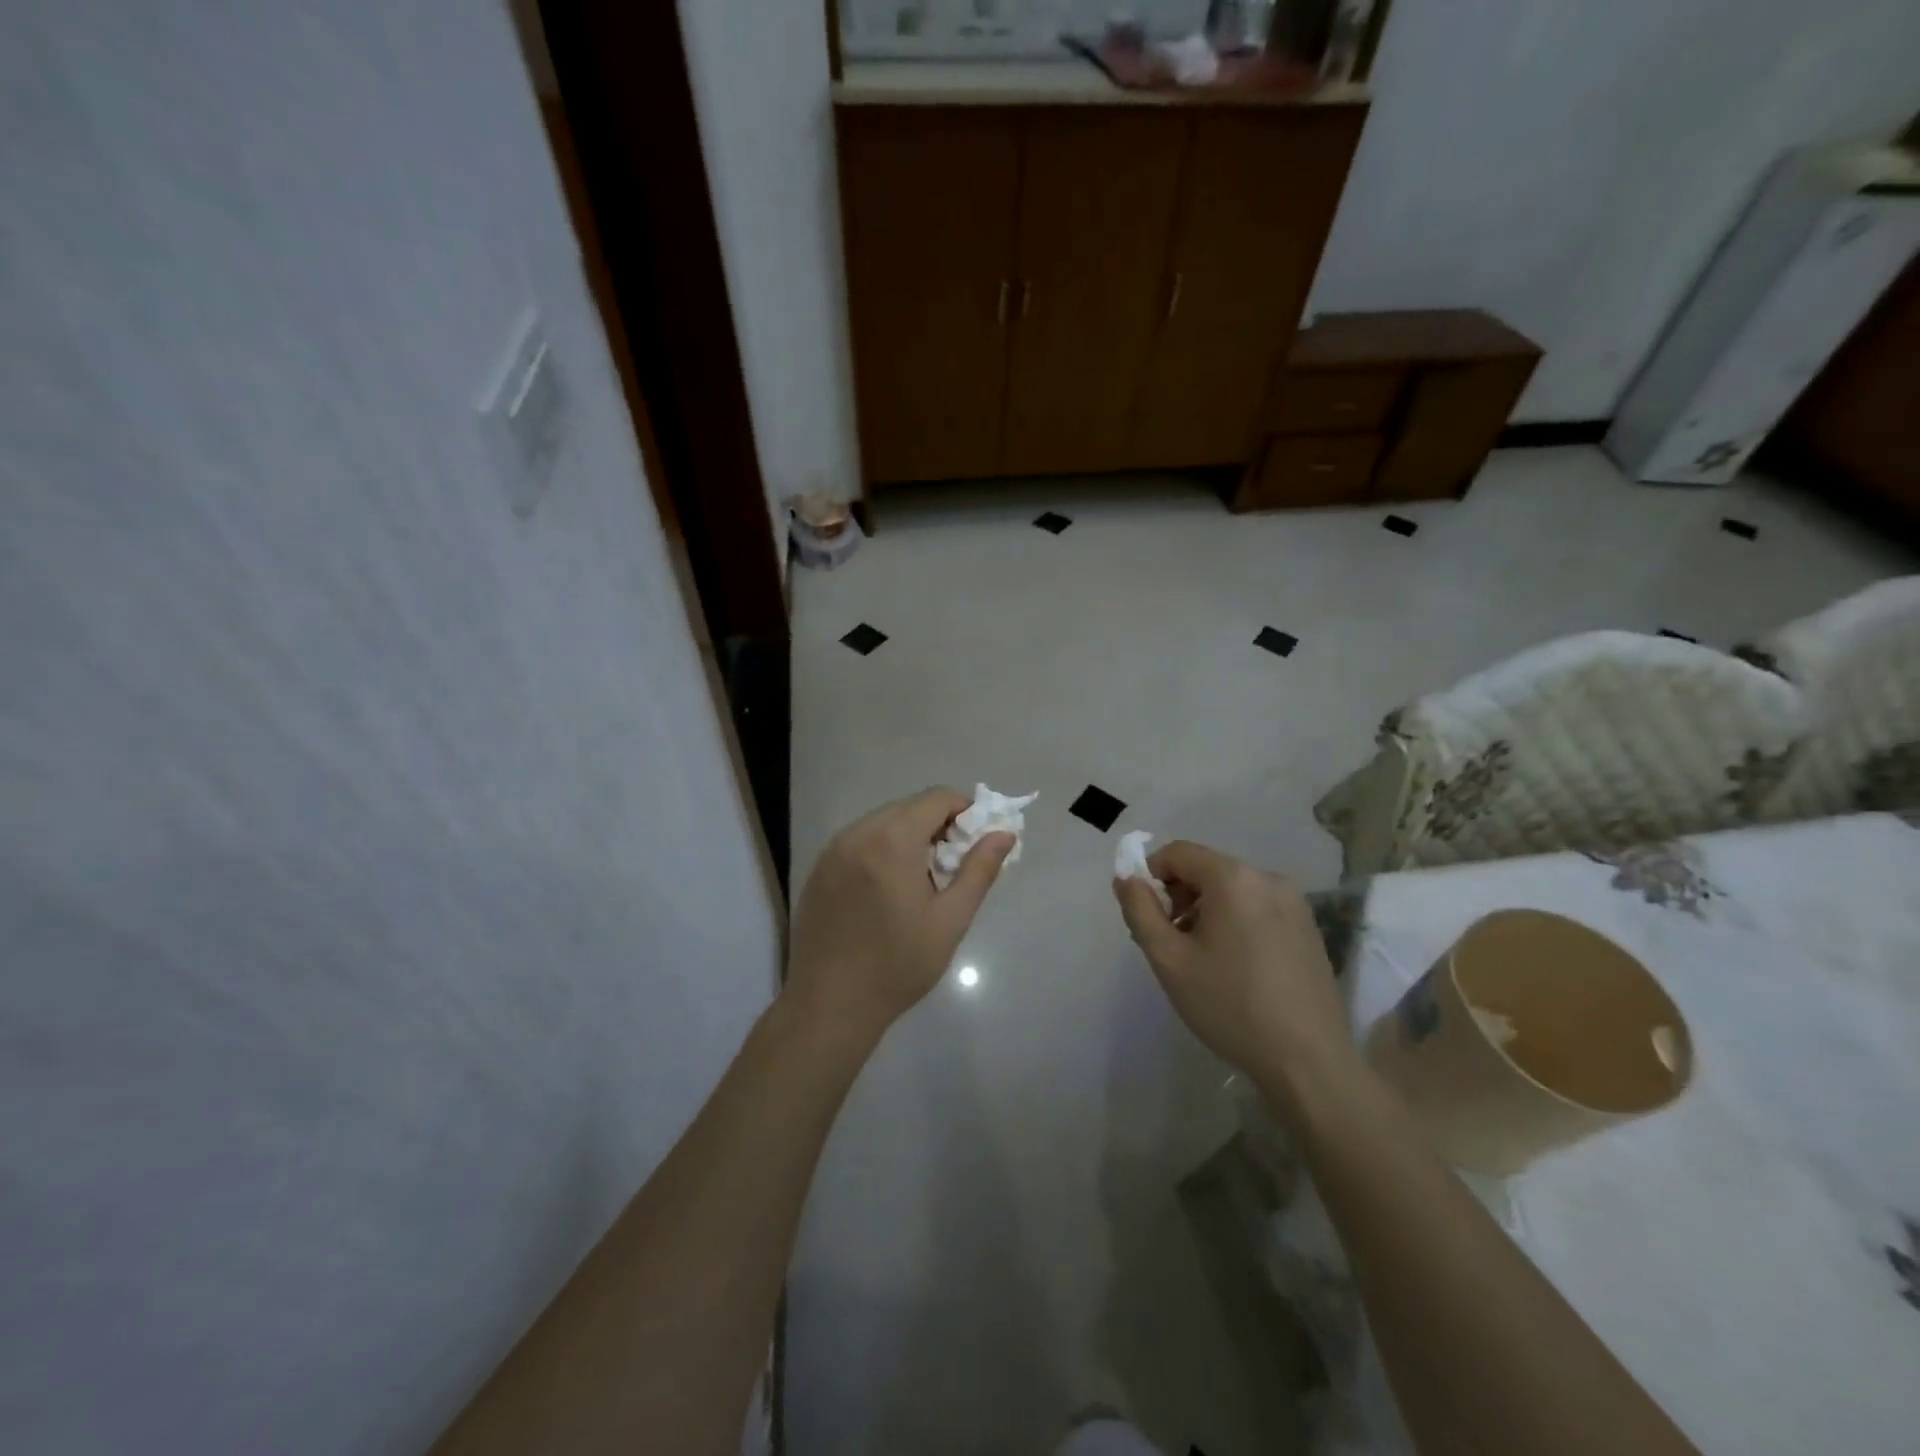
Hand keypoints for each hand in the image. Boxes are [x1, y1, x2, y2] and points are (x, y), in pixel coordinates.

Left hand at [786, 788, 1013, 1045]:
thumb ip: (979, 870)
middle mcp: (858, 833)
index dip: (965, 809)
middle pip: (908, 806)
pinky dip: (882, 847)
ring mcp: (833, 849)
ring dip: (910, 834)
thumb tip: (1003, 834)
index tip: (978, 839)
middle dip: (938, 822)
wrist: (829, 1005)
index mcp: (892, 841)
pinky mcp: (819, 868)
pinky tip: (889, 887)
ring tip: (923, 877)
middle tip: (954, 862)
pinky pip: (859, 839)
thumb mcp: (950, 920)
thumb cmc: (898, 965)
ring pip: (882, 821)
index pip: (936, 798)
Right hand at [1114, 841, 1362, 1114]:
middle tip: (1171, 945)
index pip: (1177, 853)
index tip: (1147, 918)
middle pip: (1206, 869)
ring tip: (1202, 961)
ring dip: (1206, 912)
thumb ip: (1139, 910)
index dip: (1151, 876)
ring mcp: (1295, 903)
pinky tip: (1235, 968)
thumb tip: (1126, 878)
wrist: (1308, 1062)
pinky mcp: (1308, 928)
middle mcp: (1268, 878)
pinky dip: (1235, 923)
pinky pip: (1257, 908)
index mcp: (1234, 878)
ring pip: (1232, 890)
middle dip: (1179, 897)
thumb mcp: (1169, 959)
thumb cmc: (1230, 1006)